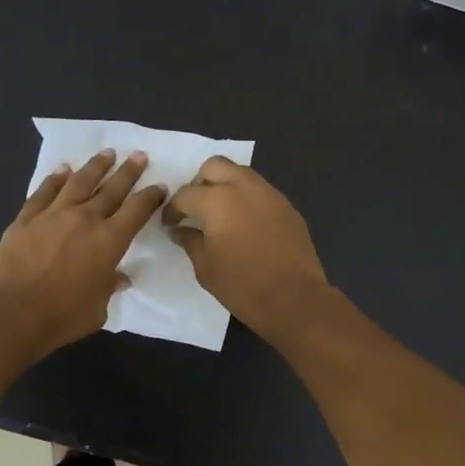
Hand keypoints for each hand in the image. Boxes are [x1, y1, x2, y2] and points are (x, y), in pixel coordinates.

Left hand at [0, 150, 166, 354]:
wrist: (12, 313)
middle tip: (138, 155)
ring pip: (78, 182)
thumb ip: (109, 287)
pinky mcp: (26, 219)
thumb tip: (118, 277)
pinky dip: (55, 179)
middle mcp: (84, 219)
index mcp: (109, 241)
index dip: (150, 197)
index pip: (137, 210)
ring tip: (106, 153)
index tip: (159, 186)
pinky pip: (44, 192)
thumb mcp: (98, 309)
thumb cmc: (63, 316)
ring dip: (95, 167)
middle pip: (111, 189)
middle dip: (128, 172)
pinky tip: (62, 170)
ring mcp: (53, 215)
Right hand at [165, 158, 331, 337]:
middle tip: (195, 208)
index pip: (185, 194)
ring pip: (240, 173)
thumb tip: (181, 230)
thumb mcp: (205, 267)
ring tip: (220, 214)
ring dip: (225, 185)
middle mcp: (243, 187)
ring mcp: (269, 194)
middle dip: (199, 183)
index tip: (170, 224)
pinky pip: (260, 191)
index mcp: (217, 200)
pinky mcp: (287, 206)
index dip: (172, 210)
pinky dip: (246, 199)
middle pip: (214, 166)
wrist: (294, 299)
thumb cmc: (242, 286)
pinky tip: (245, 224)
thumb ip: (190, 241)